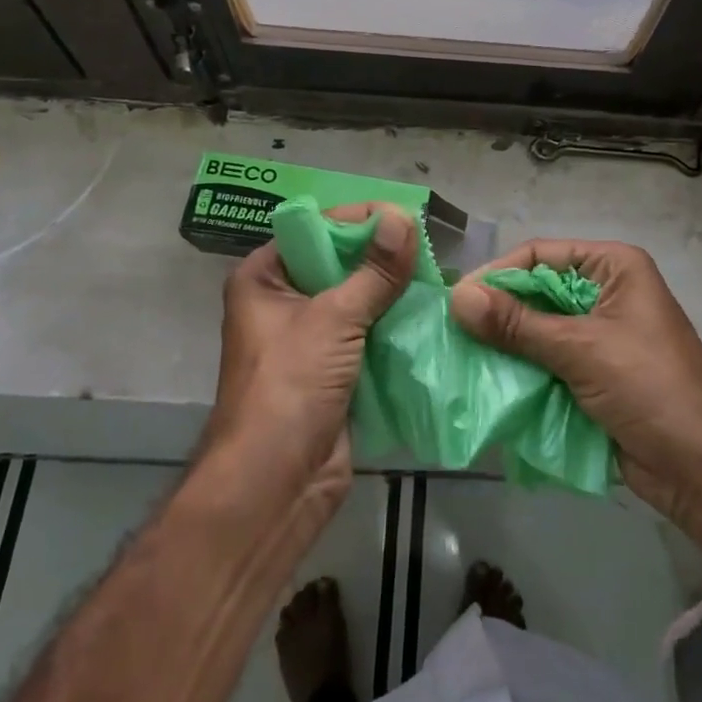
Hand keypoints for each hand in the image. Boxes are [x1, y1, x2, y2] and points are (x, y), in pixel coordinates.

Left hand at [205, 204, 415, 512]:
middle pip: (339, 264)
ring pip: (359, 300)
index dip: (358, 221)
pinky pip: (369, 334)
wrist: (276, 485)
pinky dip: (395, 326)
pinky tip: (430, 315)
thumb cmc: (290, 387)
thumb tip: (403, 217)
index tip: (405, 218)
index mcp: (264, 278)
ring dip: (393, 293)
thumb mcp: (333, 319)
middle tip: (429, 248)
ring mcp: (310, 338)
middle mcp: (284, 302)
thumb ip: (374, 271)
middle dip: (382, 258)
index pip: (315, 230)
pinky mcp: (335, 370)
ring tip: (438, 278)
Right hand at [450, 240, 701, 557]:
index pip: (541, 256)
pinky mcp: (591, 375)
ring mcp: (597, 337)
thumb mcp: (581, 349)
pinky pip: (544, 364)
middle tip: (451, 332)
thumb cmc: (650, 388)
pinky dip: (519, 373)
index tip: (456, 299)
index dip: (498, 274)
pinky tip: (485, 383)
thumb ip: (517, 324)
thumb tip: (456, 297)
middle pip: (536, 293)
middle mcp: (604, 294)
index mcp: (613, 268)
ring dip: (504, 346)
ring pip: (536, 331)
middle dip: (497, 314)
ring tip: (459, 359)